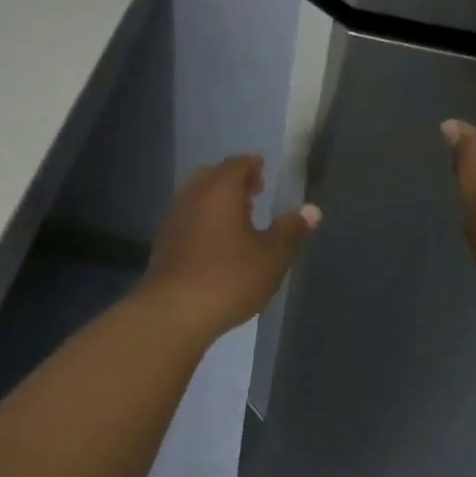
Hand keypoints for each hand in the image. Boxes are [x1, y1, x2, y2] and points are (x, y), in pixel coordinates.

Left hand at [137, 155, 320, 340]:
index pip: (237, 164)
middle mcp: (192, 196)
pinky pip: (188, 220)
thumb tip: (312, 210)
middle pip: (212, 177)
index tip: (265, 173)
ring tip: (239, 221)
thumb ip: (291, 230)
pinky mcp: (163, 244)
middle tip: (254, 195)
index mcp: (219, 190)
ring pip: (197, 198)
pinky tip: (217, 245)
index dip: (253, 166)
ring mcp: (173, 219)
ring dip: (217, 203)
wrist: (174, 312)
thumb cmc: (229, 278)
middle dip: (233, 182)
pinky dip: (204, 221)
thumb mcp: (272, 257)